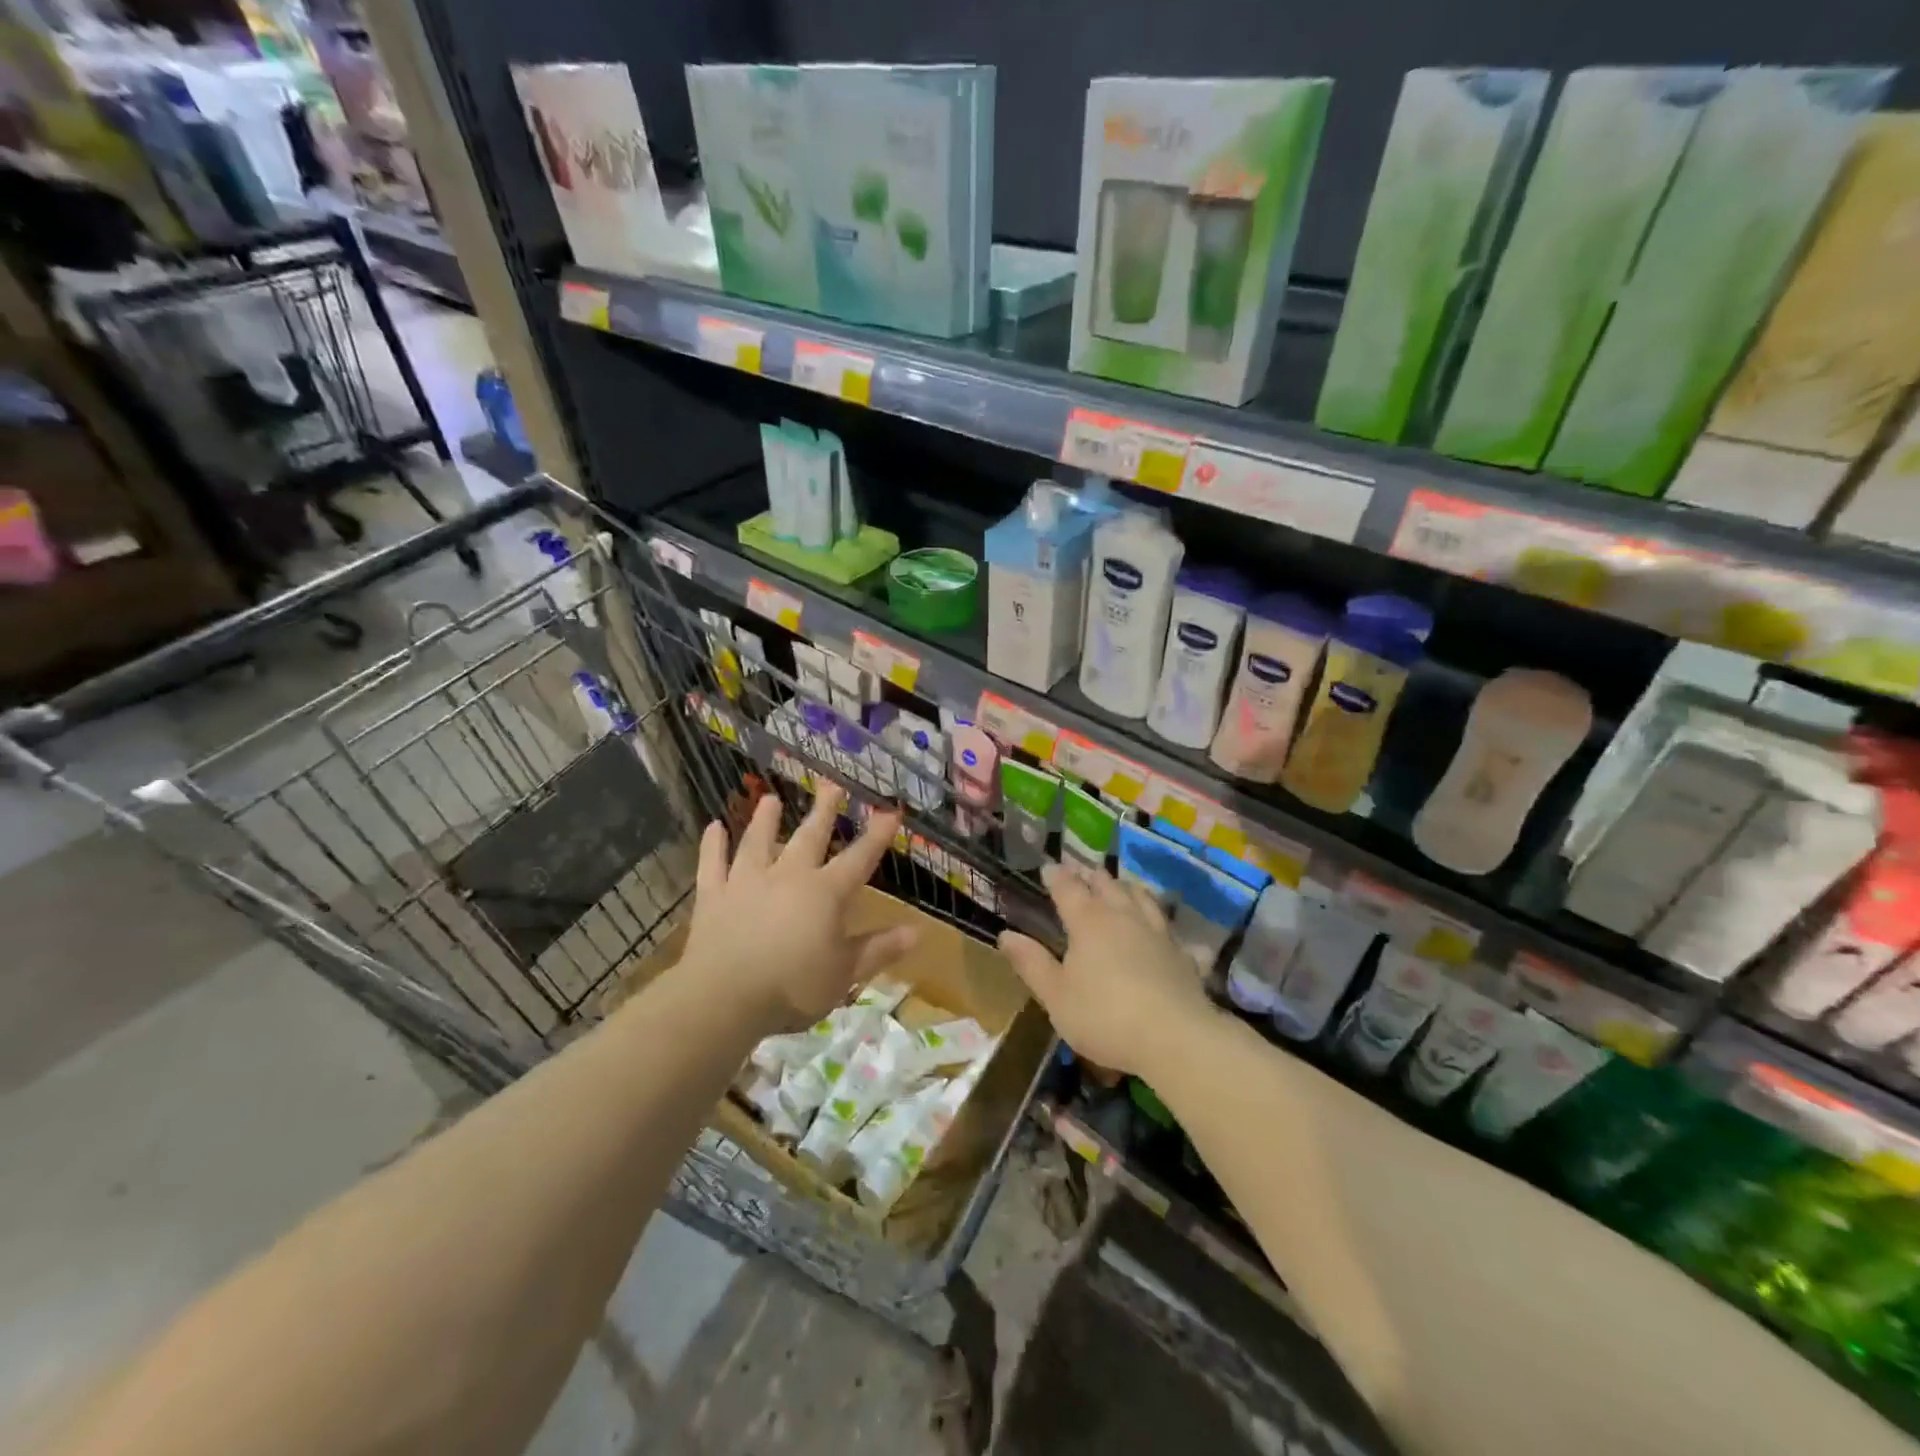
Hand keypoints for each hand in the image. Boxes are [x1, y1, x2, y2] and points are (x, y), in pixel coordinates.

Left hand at [683, 785, 915, 1031]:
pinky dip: (713, 845)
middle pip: (809, 837)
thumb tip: (917, 932)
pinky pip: (712, 864)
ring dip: (765, 819)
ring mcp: (747, 882)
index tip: (890, 811)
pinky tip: (713, 826)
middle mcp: (788, 876)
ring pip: (757, 841)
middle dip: (823, 810)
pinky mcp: (714, 895)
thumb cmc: (794, 987)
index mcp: (825, 893)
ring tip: (771, 798)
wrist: (725, 997)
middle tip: (830, 784)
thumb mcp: (846, 973)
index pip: (859, 858)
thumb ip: (879, 949)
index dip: (877, 835)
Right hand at [997, 865, 1217, 1076]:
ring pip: (1140, 897)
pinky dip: (1156, 919)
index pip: (1068, 888)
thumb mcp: (1056, 996)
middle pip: (1106, 885)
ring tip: (1119, 886)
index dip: (1056, 876)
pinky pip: (1166, 926)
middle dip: (1091, 876)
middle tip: (1082, 872)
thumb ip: (1031, 963)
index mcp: (1088, 922)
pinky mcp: (1181, 953)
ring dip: (1125, 888)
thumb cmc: (1104, 1016)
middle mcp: (1122, 916)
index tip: (1048, 868)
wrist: (1175, 1037)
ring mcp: (1156, 932)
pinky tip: (1158, 928)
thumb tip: (1006, 935)